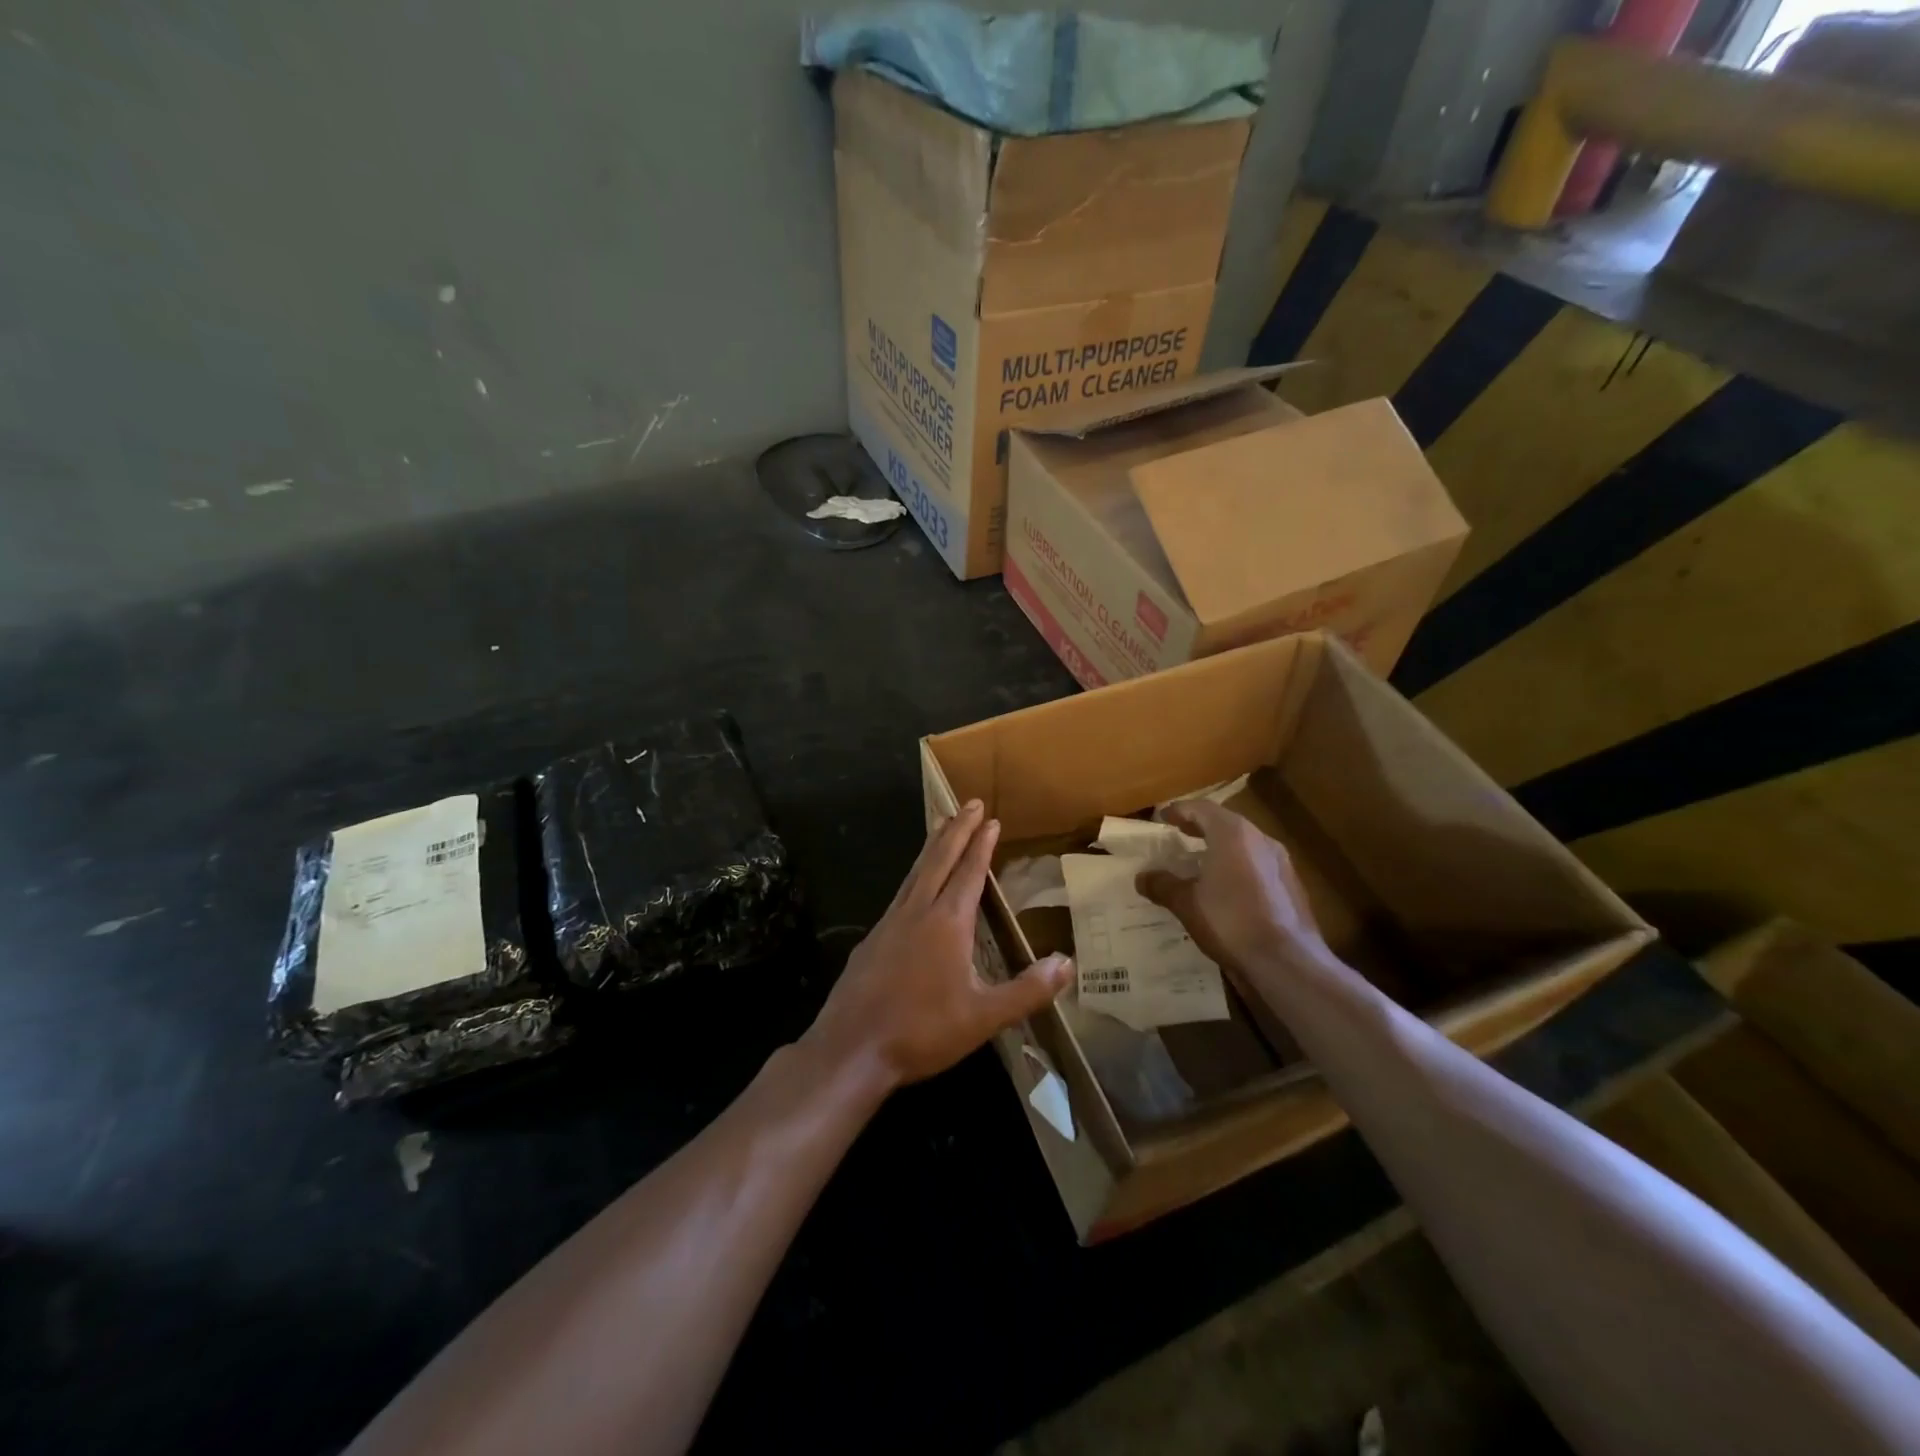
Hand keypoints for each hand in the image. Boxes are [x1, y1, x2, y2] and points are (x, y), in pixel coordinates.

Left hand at [805, 800, 1072, 1089]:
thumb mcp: (983, 1017)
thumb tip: (1067, 963)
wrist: (851, 1048)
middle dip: (956, 830)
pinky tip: (914, 885)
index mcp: (947, 923)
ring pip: (916, 872)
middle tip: (969, 803)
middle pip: (939, 860)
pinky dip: (915, 874)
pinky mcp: (872, 940)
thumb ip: (1027, 990)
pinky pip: (901, 892)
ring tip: (942, 826)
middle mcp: (917, 912)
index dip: (981, 844)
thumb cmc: (921, 1031)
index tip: (990, 818)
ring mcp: (890, 923)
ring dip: (933, 846)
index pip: (969, 872)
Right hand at [1136, 799, 1331, 973]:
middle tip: (1180, 833)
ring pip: (1245, 844)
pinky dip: (1238, 867)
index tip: (1162, 817)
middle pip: (1225, 823)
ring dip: (1221, 847)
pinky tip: (1227, 888)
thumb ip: (1163, 885)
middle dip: (1201, 826)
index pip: (1201, 809)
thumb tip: (1142, 877)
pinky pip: (1258, 865)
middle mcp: (1260, 840)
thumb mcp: (1186, 904)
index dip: (1179, 811)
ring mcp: (1281, 862)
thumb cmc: (1230, 922)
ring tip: (1201, 861)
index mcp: (1233, 834)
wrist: (1287, 962)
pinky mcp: (1292, 886)